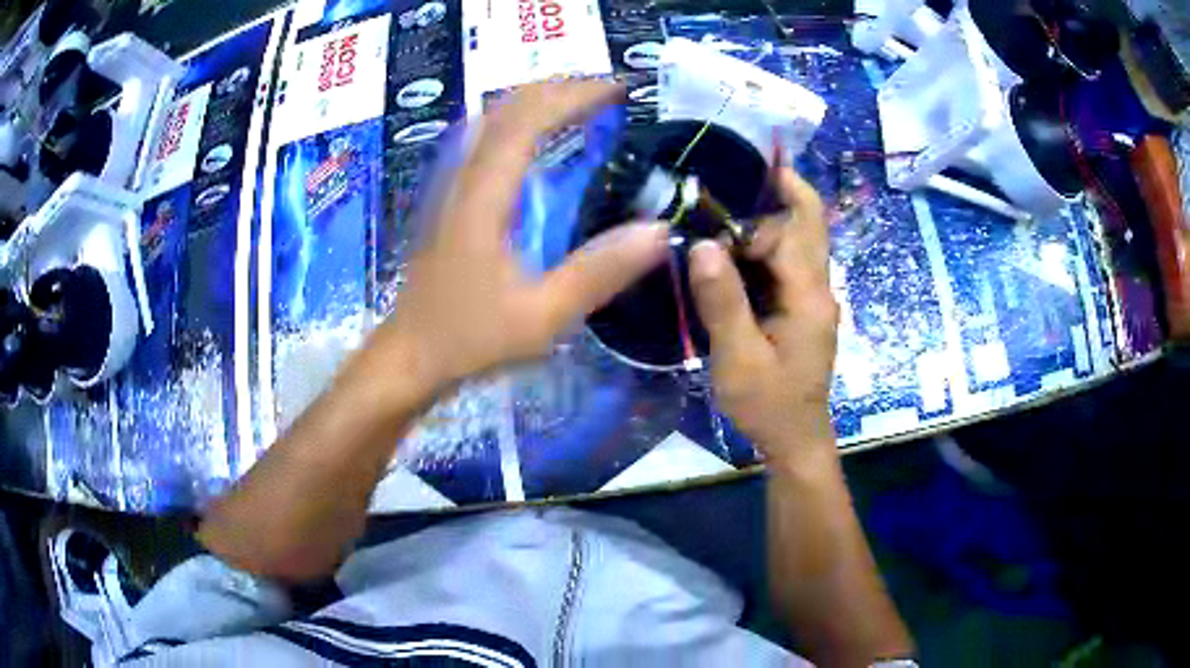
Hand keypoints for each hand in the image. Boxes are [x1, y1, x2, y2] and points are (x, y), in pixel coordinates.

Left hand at [363, 81, 668, 397]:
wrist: (409, 355)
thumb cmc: (470, 338)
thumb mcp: (541, 316)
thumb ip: (597, 273)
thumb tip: (657, 231)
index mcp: (485, 197)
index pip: (529, 121)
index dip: (575, 96)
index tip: (617, 91)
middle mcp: (464, 178)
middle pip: (507, 108)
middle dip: (558, 89)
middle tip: (606, 91)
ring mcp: (450, 186)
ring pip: (490, 119)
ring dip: (535, 101)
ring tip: (577, 103)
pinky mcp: (447, 199)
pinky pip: (482, 140)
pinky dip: (515, 122)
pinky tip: (531, 137)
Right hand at [689, 168, 838, 461]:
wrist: (794, 440)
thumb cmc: (768, 404)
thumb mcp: (739, 357)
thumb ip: (723, 300)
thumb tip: (702, 244)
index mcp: (809, 294)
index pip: (795, 227)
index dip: (764, 207)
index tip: (733, 189)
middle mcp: (818, 288)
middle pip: (804, 225)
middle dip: (770, 202)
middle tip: (720, 196)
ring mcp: (812, 299)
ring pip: (795, 243)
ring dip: (763, 225)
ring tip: (718, 217)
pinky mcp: (801, 309)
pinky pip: (785, 265)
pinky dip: (760, 251)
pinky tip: (729, 255)